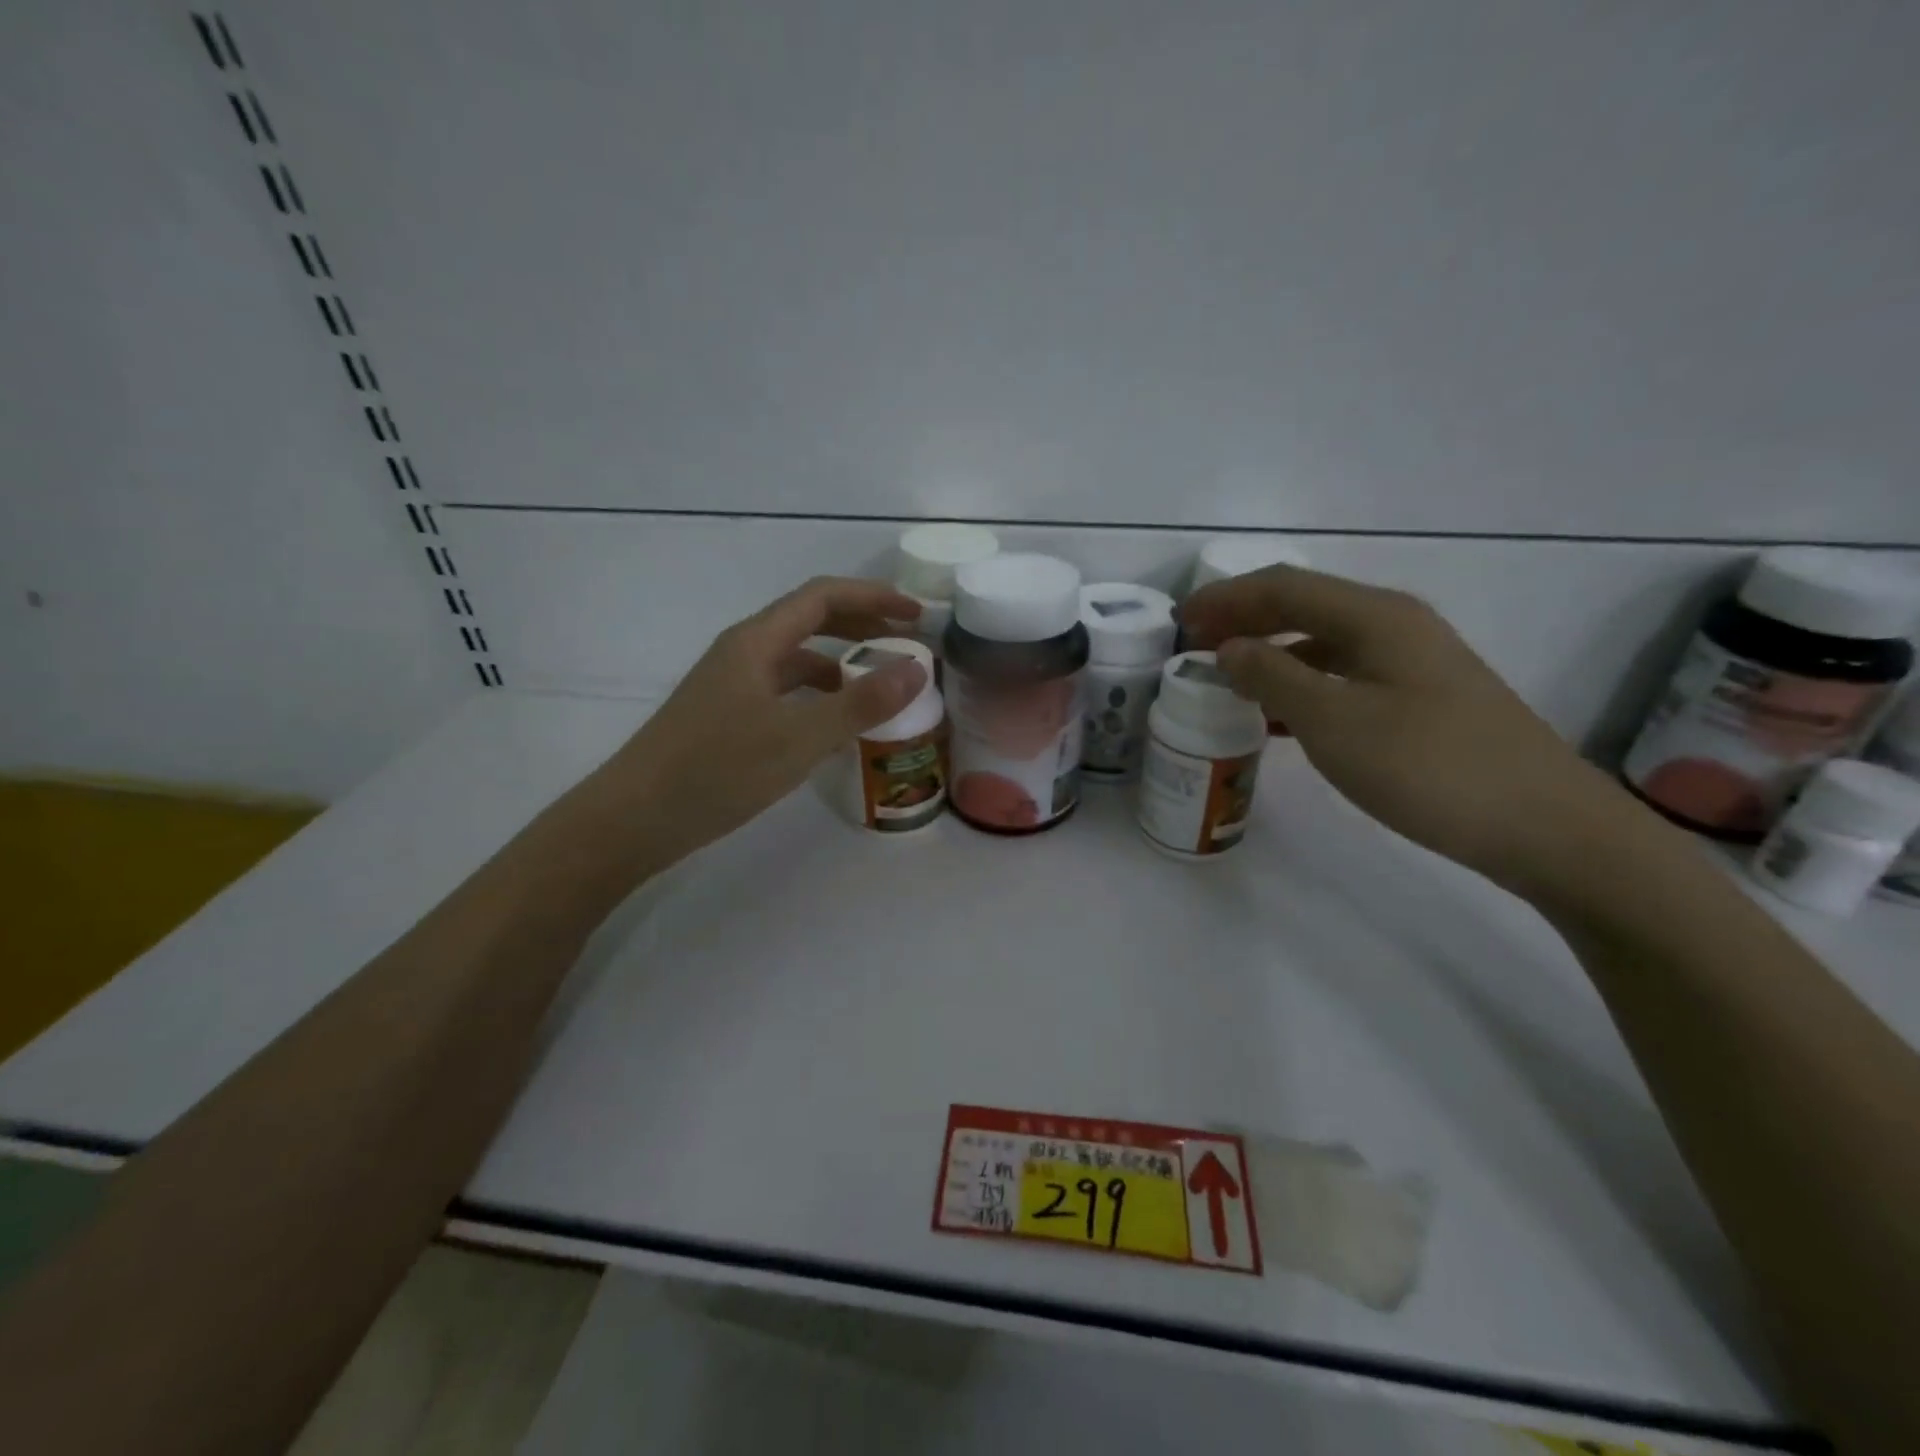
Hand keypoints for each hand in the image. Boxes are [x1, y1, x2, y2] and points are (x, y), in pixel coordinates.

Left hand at [596, 577, 927, 868]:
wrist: (635, 818)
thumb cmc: (717, 770)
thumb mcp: (800, 737)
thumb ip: (861, 703)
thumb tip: (917, 668)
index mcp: (757, 641)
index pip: (823, 596)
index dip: (873, 597)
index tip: (917, 615)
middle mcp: (744, 652)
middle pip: (810, 620)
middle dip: (861, 624)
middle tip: (906, 644)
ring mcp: (732, 685)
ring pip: (797, 659)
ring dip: (841, 663)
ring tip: (880, 688)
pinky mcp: (728, 716)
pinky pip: (784, 691)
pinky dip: (819, 697)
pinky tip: (836, 726)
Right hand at [1179, 564, 1641, 897]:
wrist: (1543, 825)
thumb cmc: (1428, 766)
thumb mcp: (1334, 721)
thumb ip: (1273, 677)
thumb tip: (1229, 649)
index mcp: (1375, 616)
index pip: (1283, 586)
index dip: (1225, 599)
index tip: (1179, 622)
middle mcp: (1394, 626)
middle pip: (1304, 606)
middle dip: (1243, 620)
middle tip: (1194, 647)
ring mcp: (1411, 663)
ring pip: (1322, 643)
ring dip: (1269, 654)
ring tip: (1225, 679)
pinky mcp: (1420, 700)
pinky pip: (1342, 677)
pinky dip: (1299, 685)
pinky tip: (1276, 715)